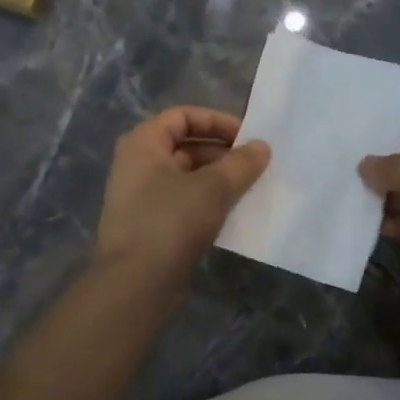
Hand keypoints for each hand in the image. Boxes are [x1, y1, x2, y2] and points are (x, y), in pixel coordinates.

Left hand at [96, 107, 270, 285]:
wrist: (136, 283)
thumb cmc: (171, 222)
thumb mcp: (213, 187)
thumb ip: (241, 163)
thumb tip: (262, 147)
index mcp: (143, 144)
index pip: (182, 116)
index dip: (216, 121)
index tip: (248, 138)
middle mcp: (137, 166)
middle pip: (185, 146)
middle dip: (222, 154)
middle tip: (255, 167)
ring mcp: (142, 198)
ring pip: (187, 178)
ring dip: (219, 180)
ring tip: (250, 190)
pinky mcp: (151, 227)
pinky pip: (184, 204)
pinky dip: (208, 204)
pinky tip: (233, 215)